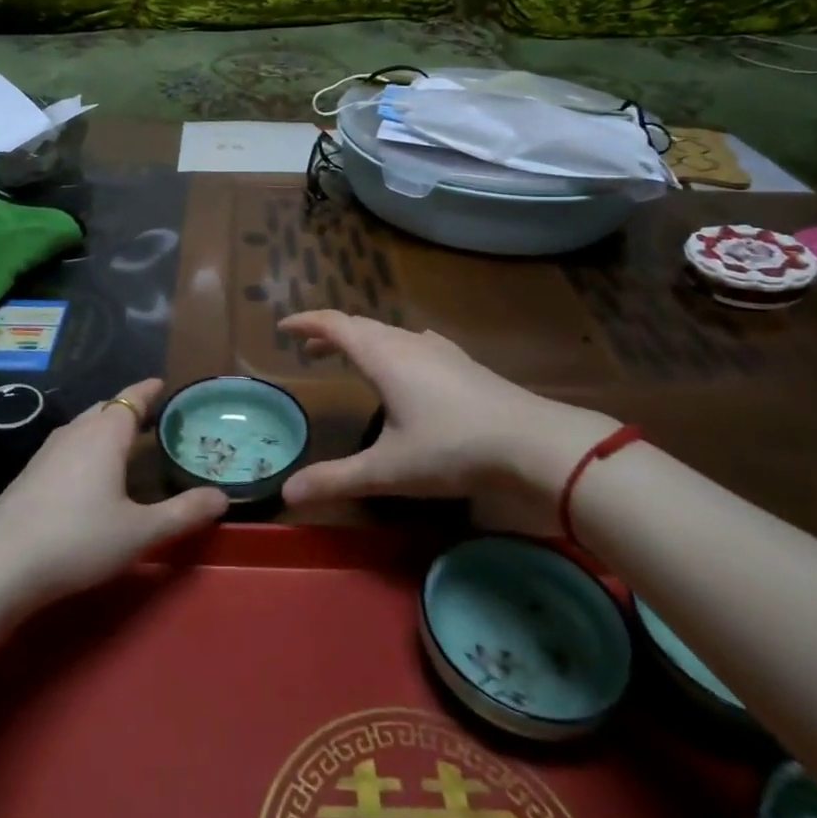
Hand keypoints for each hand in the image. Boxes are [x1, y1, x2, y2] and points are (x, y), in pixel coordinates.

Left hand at [0, 378, 227, 608]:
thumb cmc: (78, 539)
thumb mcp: (140, 531)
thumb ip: (183, 513)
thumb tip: (222, 497)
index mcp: (105, 435)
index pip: (131, 398)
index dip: (148, 390)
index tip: (163, 383)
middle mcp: (75, 432)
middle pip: (106, 407)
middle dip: (129, 407)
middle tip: (152, 416)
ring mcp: (47, 451)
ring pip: (83, 425)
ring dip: (105, 425)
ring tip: (124, 439)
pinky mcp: (30, 473)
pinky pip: (68, 444)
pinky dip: (87, 444)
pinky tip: (88, 471)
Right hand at [277, 311, 621, 533]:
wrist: (533, 442)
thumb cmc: (453, 449)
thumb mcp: (388, 470)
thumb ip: (336, 479)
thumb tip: (286, 494)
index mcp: (383, 357)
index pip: (335, 326)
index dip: (306, 323)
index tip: (283, 328)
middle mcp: (408, 343)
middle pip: (360, 326)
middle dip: (330, 334)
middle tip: (308, 350)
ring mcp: (440, 350)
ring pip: (390, 334)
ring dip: (362, 340)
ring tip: (350, 358)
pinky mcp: (463, 363)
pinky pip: (415, 343)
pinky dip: (393, 347)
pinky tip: (407, 364)